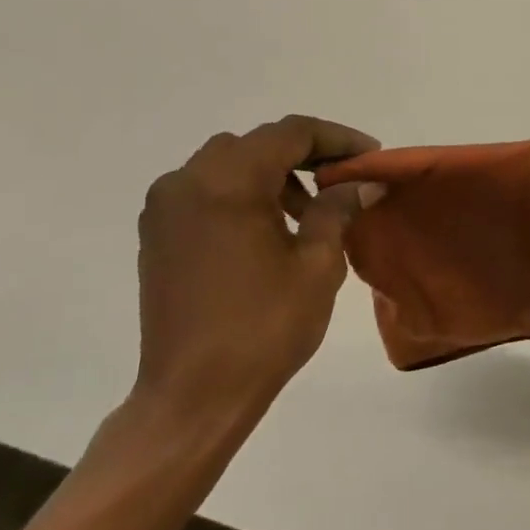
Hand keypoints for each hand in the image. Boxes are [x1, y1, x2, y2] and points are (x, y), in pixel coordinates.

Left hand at [134, 116, 381, 426]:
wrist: (192, 395)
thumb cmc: (263, 328)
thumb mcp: (317, 265)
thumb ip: (338, 210)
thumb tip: (364, 183)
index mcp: (227, 183)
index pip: (290, 134)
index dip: (337, 139)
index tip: (372, 158)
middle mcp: (187, 181)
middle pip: (257, 144)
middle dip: (305, 155)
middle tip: (344, 181)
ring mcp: (165, 208)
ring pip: (228, 164)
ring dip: (272, 174)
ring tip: (308, 211)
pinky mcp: (157, 234)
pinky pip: (206, 191)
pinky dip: (242, 194)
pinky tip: (269, 229)